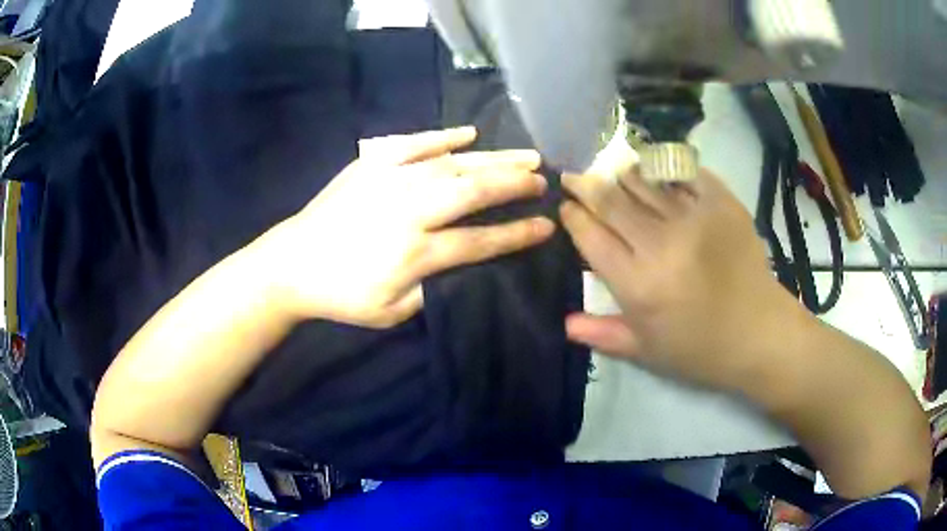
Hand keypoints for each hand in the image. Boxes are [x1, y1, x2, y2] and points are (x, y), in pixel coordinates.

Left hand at [261, 127, 554, 327]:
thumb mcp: (391, 312)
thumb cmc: (342, 295)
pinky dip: (442, 137)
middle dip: (514, 184)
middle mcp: (409, 209)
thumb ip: (432, 289)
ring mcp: (389, 180)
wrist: (292, 264)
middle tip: (542, 179)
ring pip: (452, 163)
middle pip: (473, 190)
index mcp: (416, 252)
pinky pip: (412, 143)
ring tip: (525, 155)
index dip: (516, 234)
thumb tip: (461, 265)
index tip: (545, 225)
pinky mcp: (370, 164)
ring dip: (493, 158)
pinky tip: (468, 133)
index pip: (480, 241)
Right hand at [560, 166, 803, 391]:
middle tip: (574, 176)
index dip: (573, 216)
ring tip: (611, 170)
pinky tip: (653, 168)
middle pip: (612, 201)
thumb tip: (565, 323)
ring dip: (621, 173)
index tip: (566, 206)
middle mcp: (661, 244)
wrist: (760, 332)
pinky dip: (663, 168)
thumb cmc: (700, 348)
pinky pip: (684, 173)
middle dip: (586, 185)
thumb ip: (604, 334)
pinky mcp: (721, 203)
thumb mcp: (648, 352)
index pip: (591, 237)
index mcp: (638, 285)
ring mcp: (694, 218)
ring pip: (644, 181)